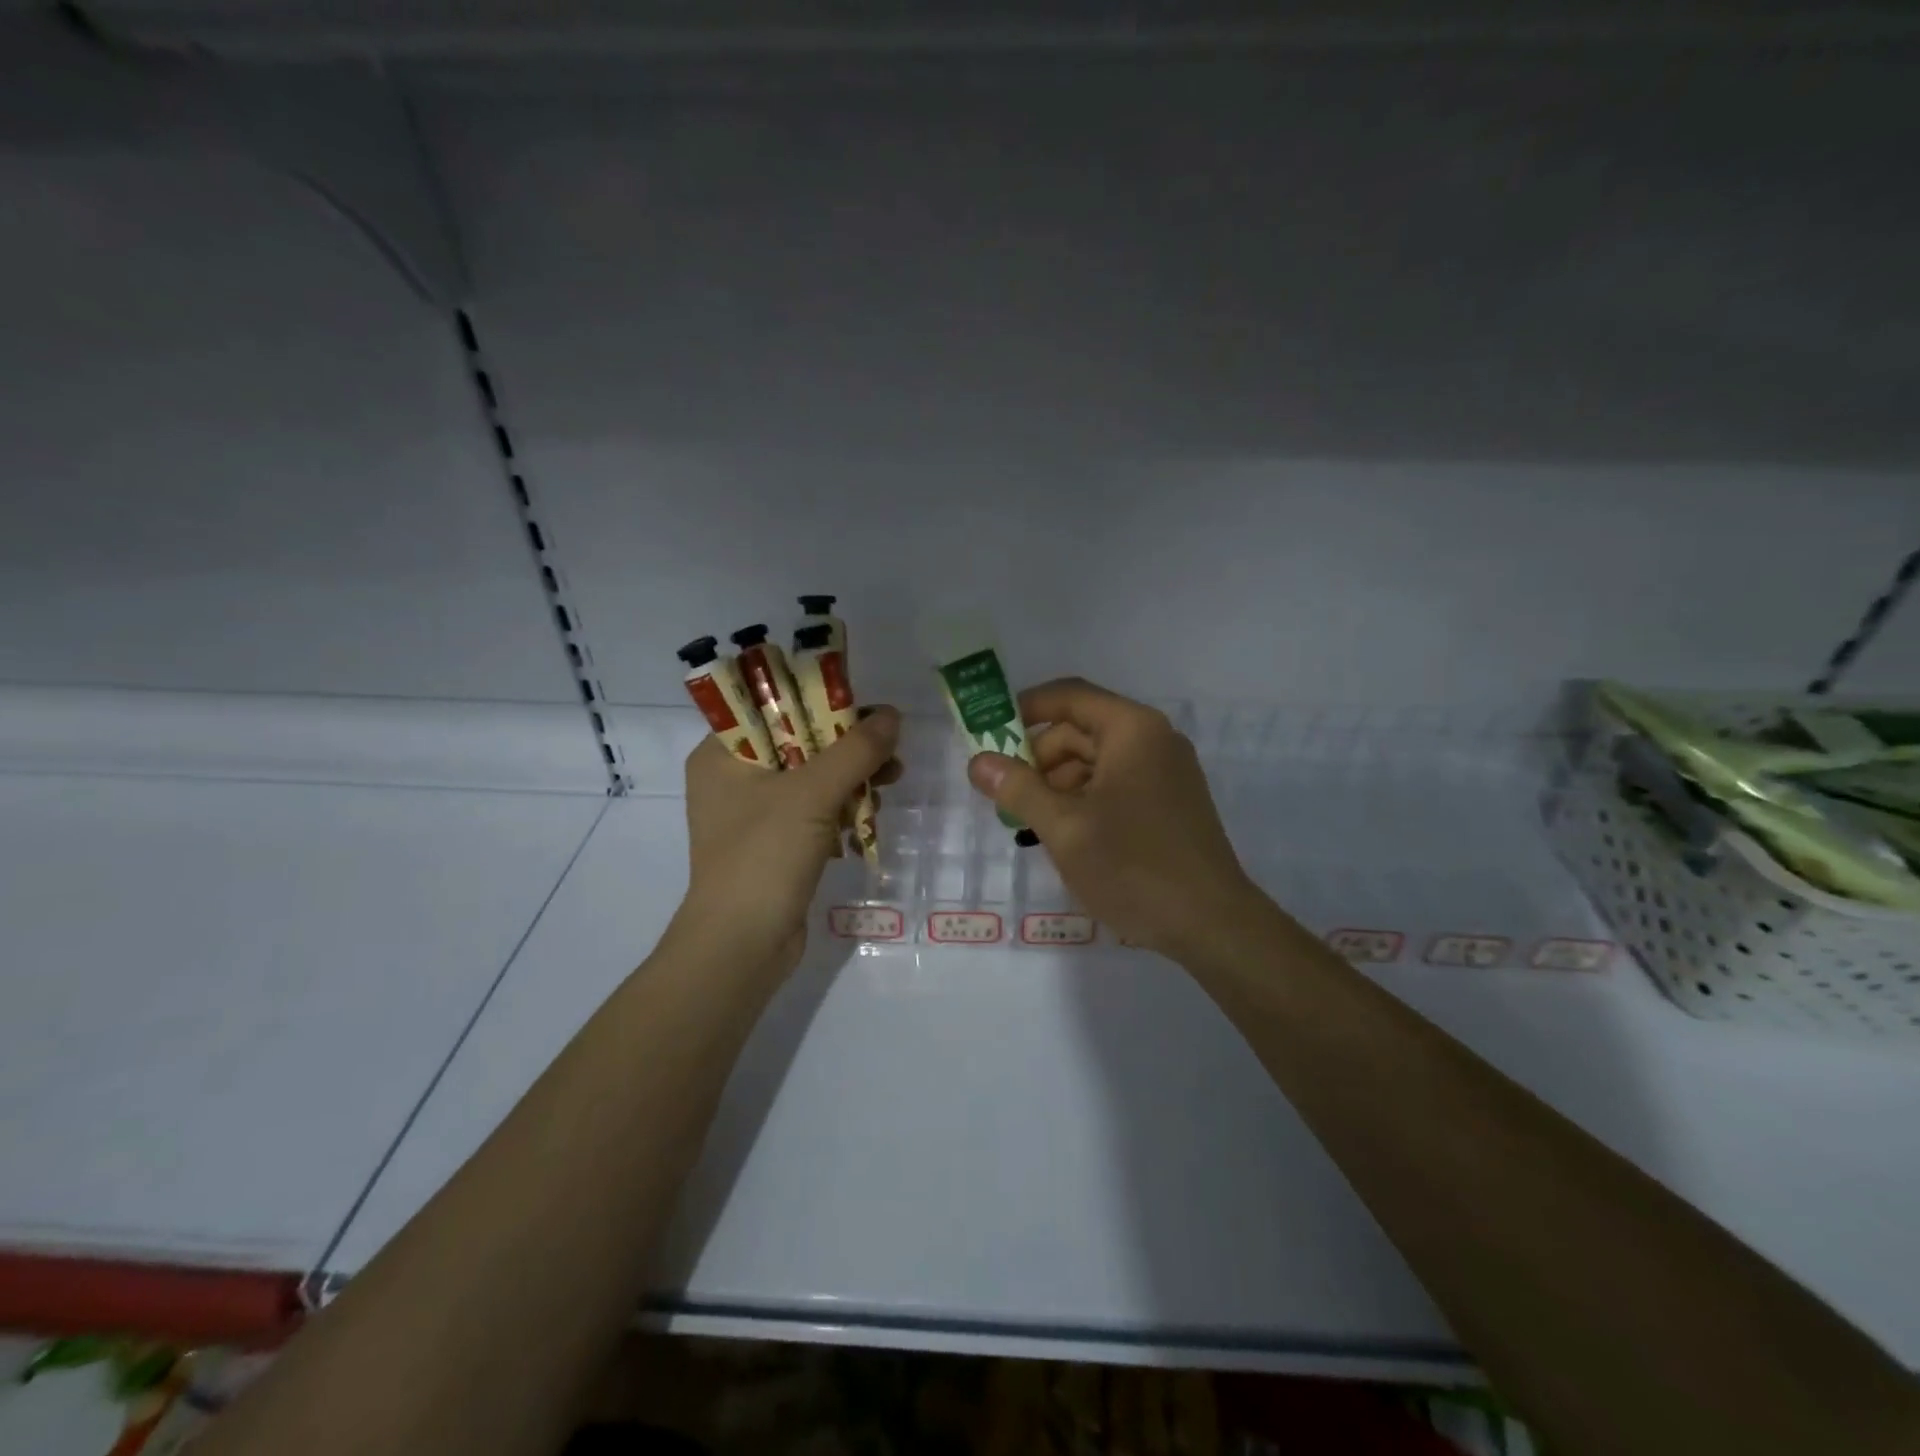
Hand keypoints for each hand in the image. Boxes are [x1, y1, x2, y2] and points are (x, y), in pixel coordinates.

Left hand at [678, 706, 900, 971]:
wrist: (741, 946)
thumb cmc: (764, 857)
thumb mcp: (812, 794)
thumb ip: (855, 750)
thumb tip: (892, 715)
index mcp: (721, 755)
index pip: (772, 708)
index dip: (821, 700)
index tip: (865, 708)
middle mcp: (733, 779)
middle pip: (799, 742)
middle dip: (847, 746)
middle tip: (889, 748)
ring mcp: (754, 815)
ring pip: (811, 778)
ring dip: (852, 778)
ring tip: (891, 782)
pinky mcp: (775, 844)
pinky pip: (813, 811)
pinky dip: (842, 809)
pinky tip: (871, 814)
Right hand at [966, 679, 1261, 961]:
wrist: (1212, 925)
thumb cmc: (1134, 867)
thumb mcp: (1064, 828)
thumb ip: (1018, 789)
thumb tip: (978, 761)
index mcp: (1132, 730)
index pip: (1069, 696)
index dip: (1025, 709)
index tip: (989, 735)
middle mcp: (1154, 740)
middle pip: (1080, 731)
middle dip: (1039, 759)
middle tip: (1006, 798)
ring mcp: (1166, 773)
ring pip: (1096, 762)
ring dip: (1058, 785)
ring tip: (1033, 826)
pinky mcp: (1170, 803)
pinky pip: (1116, 785)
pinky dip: (1084, 800)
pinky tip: (1067, 836)